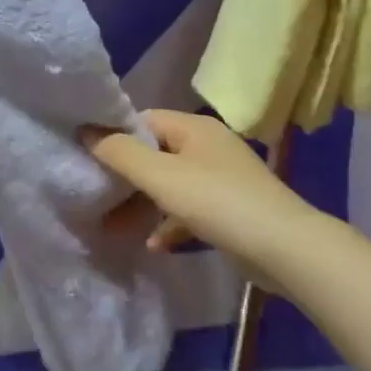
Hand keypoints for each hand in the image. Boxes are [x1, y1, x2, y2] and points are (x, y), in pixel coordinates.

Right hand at [85, 110, 305, 290]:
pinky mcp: (230, 209)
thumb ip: (120, 153)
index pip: (143, 121)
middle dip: (125, 178)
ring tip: (115, 228)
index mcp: (194, 128)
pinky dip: (170, 224)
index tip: (88, 160)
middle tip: (96, 198)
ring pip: (170, 185)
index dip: (114, 137)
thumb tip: (86, 131)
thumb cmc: (217, 202)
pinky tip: (155, 246)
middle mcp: (208, 146)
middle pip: (155, 155)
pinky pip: (189, 210)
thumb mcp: (160, 176)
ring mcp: (221, 179)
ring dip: (143, 205)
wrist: (285, 249)